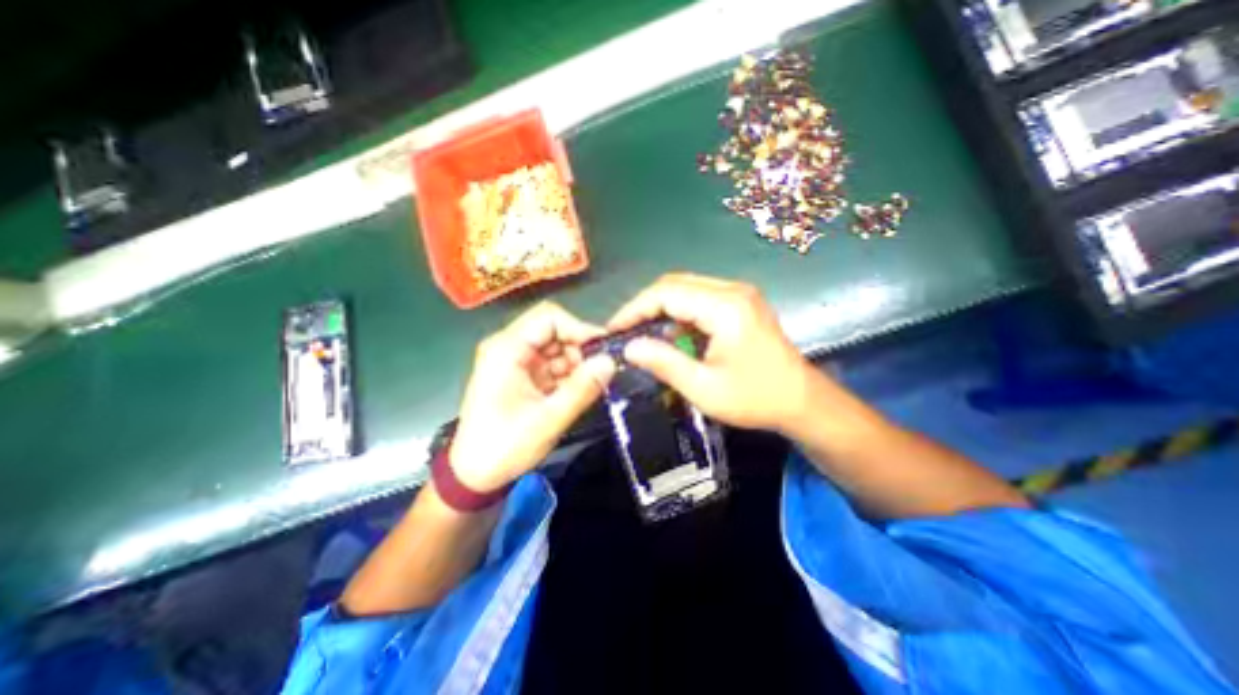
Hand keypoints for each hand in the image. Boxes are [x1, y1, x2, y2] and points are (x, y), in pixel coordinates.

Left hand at [451, 304, 614, 494]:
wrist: (474, 476)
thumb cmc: (504, 447)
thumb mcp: (548, 419)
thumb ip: (581, 388)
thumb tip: (611, 361)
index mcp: (507, 349)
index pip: (549, 318)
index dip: (579, 328)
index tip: (603, 350)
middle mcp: (510, 348)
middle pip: (554, 332)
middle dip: (579, 350)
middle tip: (599, 373)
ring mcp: (516, 362)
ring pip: (557, 349)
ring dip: (576, 365)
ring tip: (589, 387)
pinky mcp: (523, 376)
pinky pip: (553, 365)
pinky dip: (568, 376)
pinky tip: (576, 393)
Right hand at [607, 272, 820, 430]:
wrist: (802, 401)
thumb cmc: (755, 398)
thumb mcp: (704, 388)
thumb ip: (664, 363)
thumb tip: (629, 347)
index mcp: (725, 308)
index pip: (666, 293)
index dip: (635, 309)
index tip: (614, 330)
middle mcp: (732, 291)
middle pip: (675, 284)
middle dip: (645, 306)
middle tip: (625, 332)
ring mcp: (739, 294)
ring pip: (686, 289)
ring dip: (662, 309)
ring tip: (644, 335)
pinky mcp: (741, 303)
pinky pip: (700, 298)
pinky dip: (680, 314)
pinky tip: (673, 336)